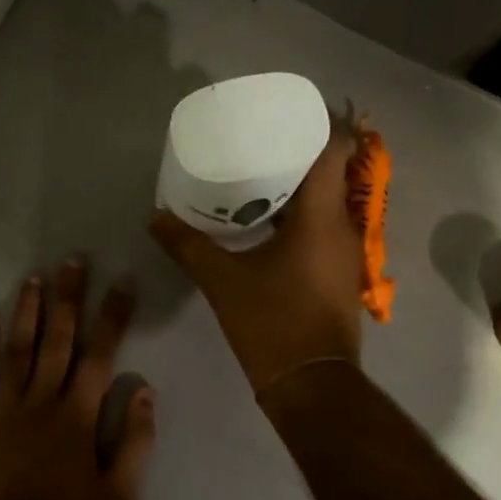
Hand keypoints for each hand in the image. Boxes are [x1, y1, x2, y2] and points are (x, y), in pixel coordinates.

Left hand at [0, 260, 155, 499]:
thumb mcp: (121, 493)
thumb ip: (137, 441)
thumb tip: (147, 393)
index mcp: (78, 414)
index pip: (101, 353)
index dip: (113, 315)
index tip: (121, 282)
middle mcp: (42, 401)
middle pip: (57, 339)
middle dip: (67, 297)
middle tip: (72, 260)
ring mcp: (4, 411)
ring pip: (16, 350)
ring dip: (25, 312)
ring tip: (32, 278)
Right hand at [149, 126, 363, 393]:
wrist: (312, 386)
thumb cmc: (272, 324)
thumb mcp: (222, 282)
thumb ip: (187, 245)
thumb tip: (154, 217)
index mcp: (321, 218)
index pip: (336, 150)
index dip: (321, 124)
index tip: (291, 114)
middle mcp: (343, 227)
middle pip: (332, 172)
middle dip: (300, 152)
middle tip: (260, 140)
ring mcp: (346, 252)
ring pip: (328, 201)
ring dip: (301, 186)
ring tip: (260, 174)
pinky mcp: (340, 273)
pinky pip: (324, 226)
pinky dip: (302, 215)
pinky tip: (269, 221)